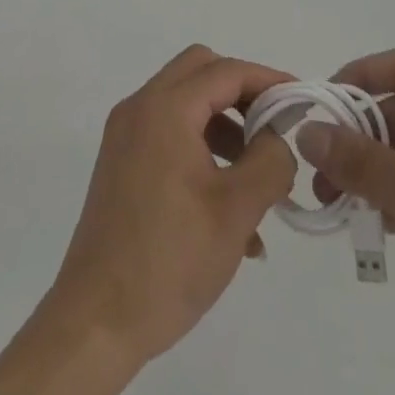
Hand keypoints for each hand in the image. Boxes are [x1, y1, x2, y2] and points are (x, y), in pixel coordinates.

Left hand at [40, 45, 294, 368]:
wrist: (95, 323)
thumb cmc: (169, 261)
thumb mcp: (236, 211)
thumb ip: (269, 161)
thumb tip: (278, 137)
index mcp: (165, 109)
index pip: (226, 71)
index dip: (267, 80)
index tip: (300, 101)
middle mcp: (140, 108)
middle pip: (201, 72)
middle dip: (243, 93)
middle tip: (274, 126)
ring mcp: (126, 135)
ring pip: (186, 104)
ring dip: (225, 126)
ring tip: (258, 178)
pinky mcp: (121, 163)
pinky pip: (170, 135)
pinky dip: (202, 150)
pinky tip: (229, 208)